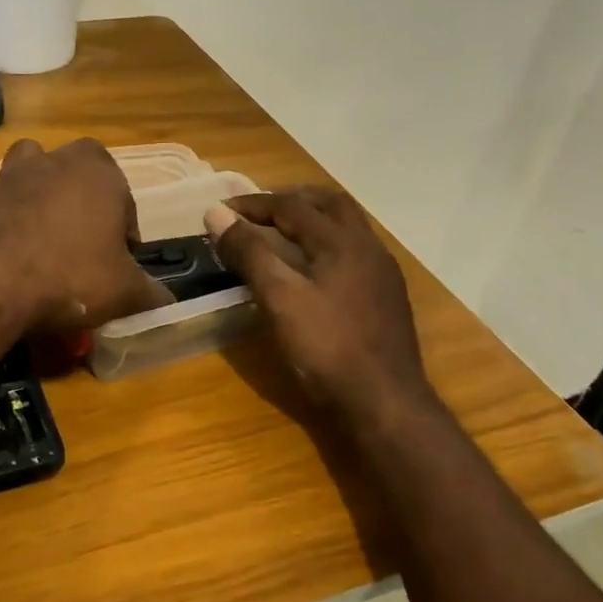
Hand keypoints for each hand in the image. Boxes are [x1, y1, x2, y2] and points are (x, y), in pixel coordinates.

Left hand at [0, 138, 173, 333]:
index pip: (122, 195)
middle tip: (79, 239)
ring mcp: (7, 174)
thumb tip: (167, 301)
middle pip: (74, 168)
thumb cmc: (70, 278)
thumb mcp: (124, 293)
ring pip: (26, 164)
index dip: (123, 227)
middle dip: (79, 195)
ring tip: (37, 227)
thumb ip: (150, 292)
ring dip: (33, 186)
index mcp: (99, 173)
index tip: (117, 258)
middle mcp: (54, 161)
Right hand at [205, 188, 434, 428]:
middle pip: (329, 204)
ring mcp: (382, 272)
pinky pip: (354, 251)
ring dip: (312, 219)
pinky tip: (311, 268)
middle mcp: (368, 247)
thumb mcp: (279, 299)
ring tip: (281, 232)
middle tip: (257, 210)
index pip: (291, 206)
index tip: (220, 210)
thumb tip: (217, 213)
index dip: (252, 204)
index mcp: (342, 241)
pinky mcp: (386, 296)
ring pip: (346, 226)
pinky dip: (326, 243)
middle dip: (290, 199)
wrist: (385, 402)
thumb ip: (250, 253)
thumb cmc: (327, 348)